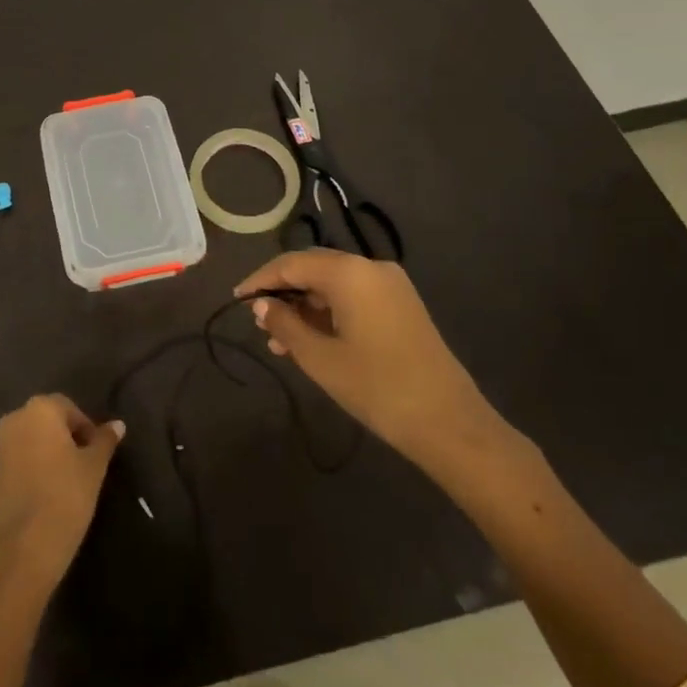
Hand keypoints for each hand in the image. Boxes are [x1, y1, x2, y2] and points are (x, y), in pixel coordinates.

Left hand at [0, 394, 123, 588]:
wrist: (28, 545)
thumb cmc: (67, 494)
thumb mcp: (94, 466)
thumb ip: (105, 440)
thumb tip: (118, 425)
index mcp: (40, 409)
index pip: (68, 408)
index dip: (86, 427)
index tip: (97, 452)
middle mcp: (15, 419)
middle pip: (47, 420)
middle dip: (66, 436)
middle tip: (84, 463)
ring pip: (31, 439)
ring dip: (48, 450)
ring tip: (66, 478)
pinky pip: (18, 459)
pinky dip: (32, 466)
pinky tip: (46, 490)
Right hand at [234, 250, 502, 477]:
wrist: (449, 422)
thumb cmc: (376, 386)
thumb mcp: (319, 358)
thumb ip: (285, 325)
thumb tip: (261, 306)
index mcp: (350, 272)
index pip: (292, 263)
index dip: (261, 279)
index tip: (237, 298)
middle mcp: (371, 268)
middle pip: (314, 269)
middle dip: (284, 293)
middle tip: (259, 322)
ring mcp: (391, 286)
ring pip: (334, 285)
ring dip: (305, 307)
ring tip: (280, 341)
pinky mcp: (402, 306)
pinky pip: (354, 298)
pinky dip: (329, 313)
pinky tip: (312, 341)